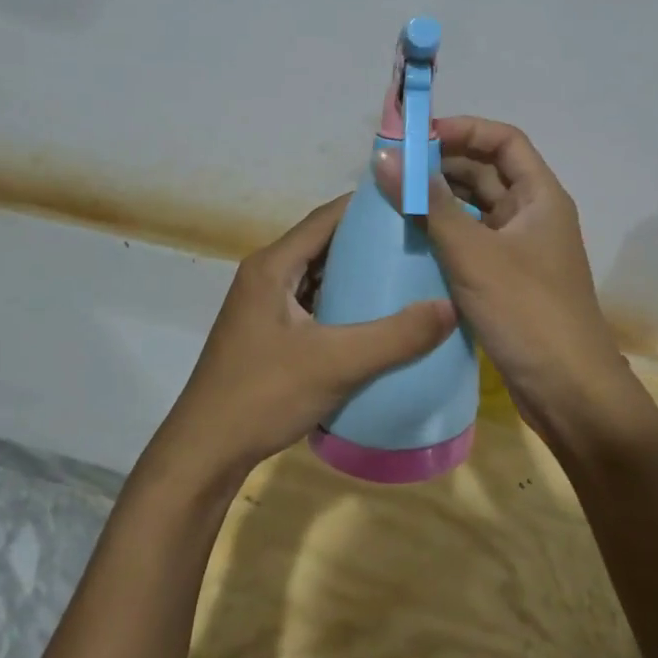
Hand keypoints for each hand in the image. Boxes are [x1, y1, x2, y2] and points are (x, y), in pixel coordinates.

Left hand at [148, 195, 456, 487]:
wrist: (206, 451)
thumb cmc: (264, 395)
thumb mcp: (336, 363)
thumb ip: (395, 337)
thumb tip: (451, 307)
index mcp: (272, 266)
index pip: (326, 218)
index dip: (368, 208)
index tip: (413, 206)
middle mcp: (265, 275)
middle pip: (323, 244)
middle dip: (369, 241)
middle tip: (419, 242)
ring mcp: (264, 305)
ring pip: (318, 275)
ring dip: (356, 273)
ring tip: (407, 274)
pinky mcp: (268, 332)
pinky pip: (312, 303)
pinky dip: (342, 302)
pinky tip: (375, 317)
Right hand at [375, 116, 634, 437]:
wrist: (568, 391)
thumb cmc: (527, 312)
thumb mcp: (473, 253)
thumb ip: (428, 205)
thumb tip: (384, 157)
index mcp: (540, 196)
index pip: (503, 140)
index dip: (463, 130)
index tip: (416, 137)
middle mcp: (533, 215)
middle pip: (487, 172)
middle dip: (442, 165)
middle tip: (392, 169)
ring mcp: (520, 249)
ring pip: (476, 208)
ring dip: (440, 201)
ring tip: (393, 200)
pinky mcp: (507, 279)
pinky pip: (472, 241)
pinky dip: (444, 234)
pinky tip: (409, 240)